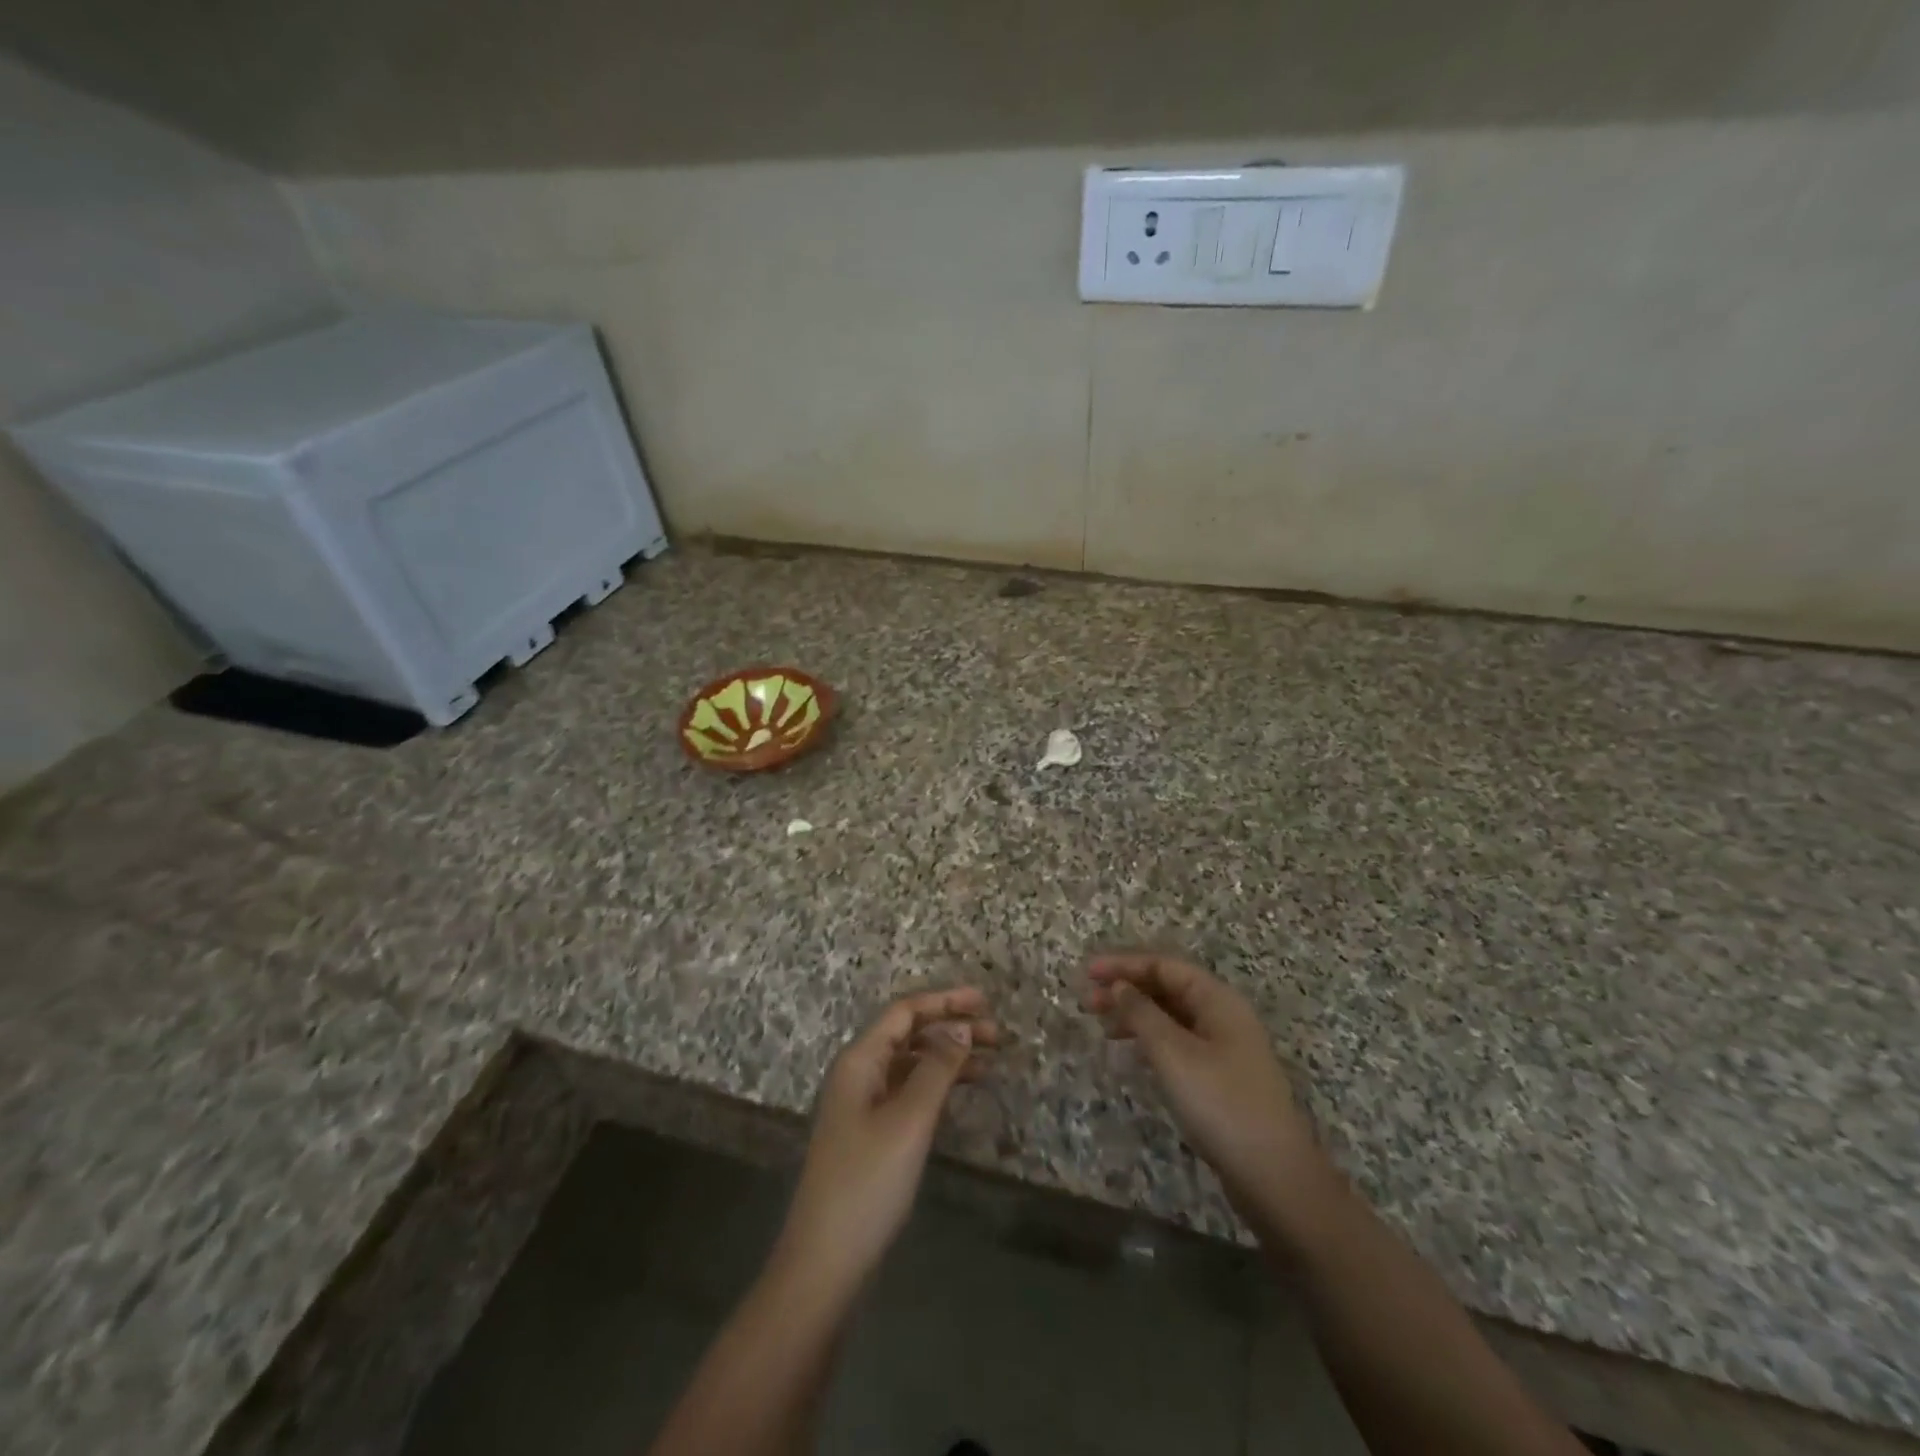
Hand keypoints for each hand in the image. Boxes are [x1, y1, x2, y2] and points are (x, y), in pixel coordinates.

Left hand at [777, 988, 997, 1294]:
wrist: (825, 1262)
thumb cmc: (868, 1182)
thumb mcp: (909, 1120)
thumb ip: (937, 1068)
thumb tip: (961, 1027)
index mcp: (860, 1060)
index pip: (905, 1011)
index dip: (944, 1000)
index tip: (985, 1002)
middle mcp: (858, 1073)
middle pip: (908, 1034)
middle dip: (950, 1027)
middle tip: (997, 1035)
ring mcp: (862, 1104)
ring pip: (910, 1063)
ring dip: (947, 1056)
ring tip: (990, 1062)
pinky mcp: (870, 1133)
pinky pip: (908, 1091)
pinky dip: (936, 1084)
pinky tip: (961, 1092)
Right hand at [1083, 954, 1325, 1223]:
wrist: (1273, 1175)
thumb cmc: (1220, 1103)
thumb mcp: (1173, 1053)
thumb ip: (1142, 1013)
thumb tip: (1119, 986)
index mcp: (1217, 1000)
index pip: (1164, 966)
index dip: (1124, 964)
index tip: (1087, 972)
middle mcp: (1223, 1016)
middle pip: (1168, 988)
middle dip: (1127, 990)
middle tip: (1087, 1002)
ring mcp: (1224, 1048)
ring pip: (1172, 1016)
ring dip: (1136, 1015)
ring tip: (1102, 1028)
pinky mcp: (1220, 1077)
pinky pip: (1178, 1042)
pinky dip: (1151, 1040)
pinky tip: (1132, 1054)